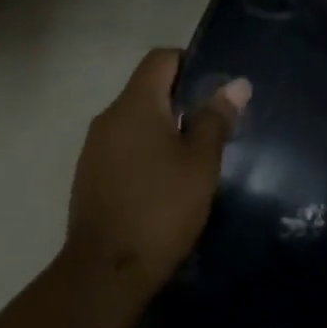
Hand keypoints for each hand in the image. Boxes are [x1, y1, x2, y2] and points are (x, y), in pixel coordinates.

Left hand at [63, 49, 249, 311]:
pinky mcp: (90, 175)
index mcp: (134, 105)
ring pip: (135, 121)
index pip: (160, 59)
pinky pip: (123, 147)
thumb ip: (216, 119)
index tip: (216, 88)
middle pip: (147, 89)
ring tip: (195, 157)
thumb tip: (236, 84)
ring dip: (164, 129)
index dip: (190, 62)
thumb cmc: (161, 209)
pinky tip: (167, 182)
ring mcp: (94, 148)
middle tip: (215, 126)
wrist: (107, 269)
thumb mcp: (200, 164)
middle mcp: (108, 117)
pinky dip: (146, 152)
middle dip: (181, 101)